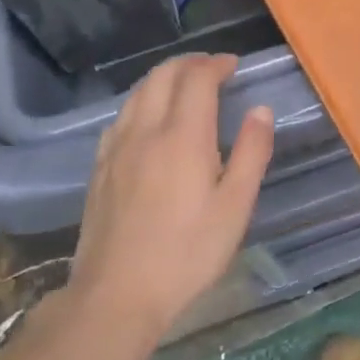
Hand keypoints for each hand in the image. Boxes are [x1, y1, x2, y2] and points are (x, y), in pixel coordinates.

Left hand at [65, 55, 273, 342]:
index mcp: (184, 137)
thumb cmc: (187, 253)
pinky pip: (121, 117)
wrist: (115, 296)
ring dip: (163, 78)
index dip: (216, 64)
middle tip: (212, 68)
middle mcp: (146, 131)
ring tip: (184, 86)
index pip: (197, 79)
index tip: (234, 65)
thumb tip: (260, 110)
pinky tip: (149, 120)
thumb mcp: (235, 207)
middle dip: (189, 63)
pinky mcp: (99, 169)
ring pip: (137, 92)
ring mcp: (116, 149)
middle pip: (162, 76)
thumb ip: (251, 152)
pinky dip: (141, 101)